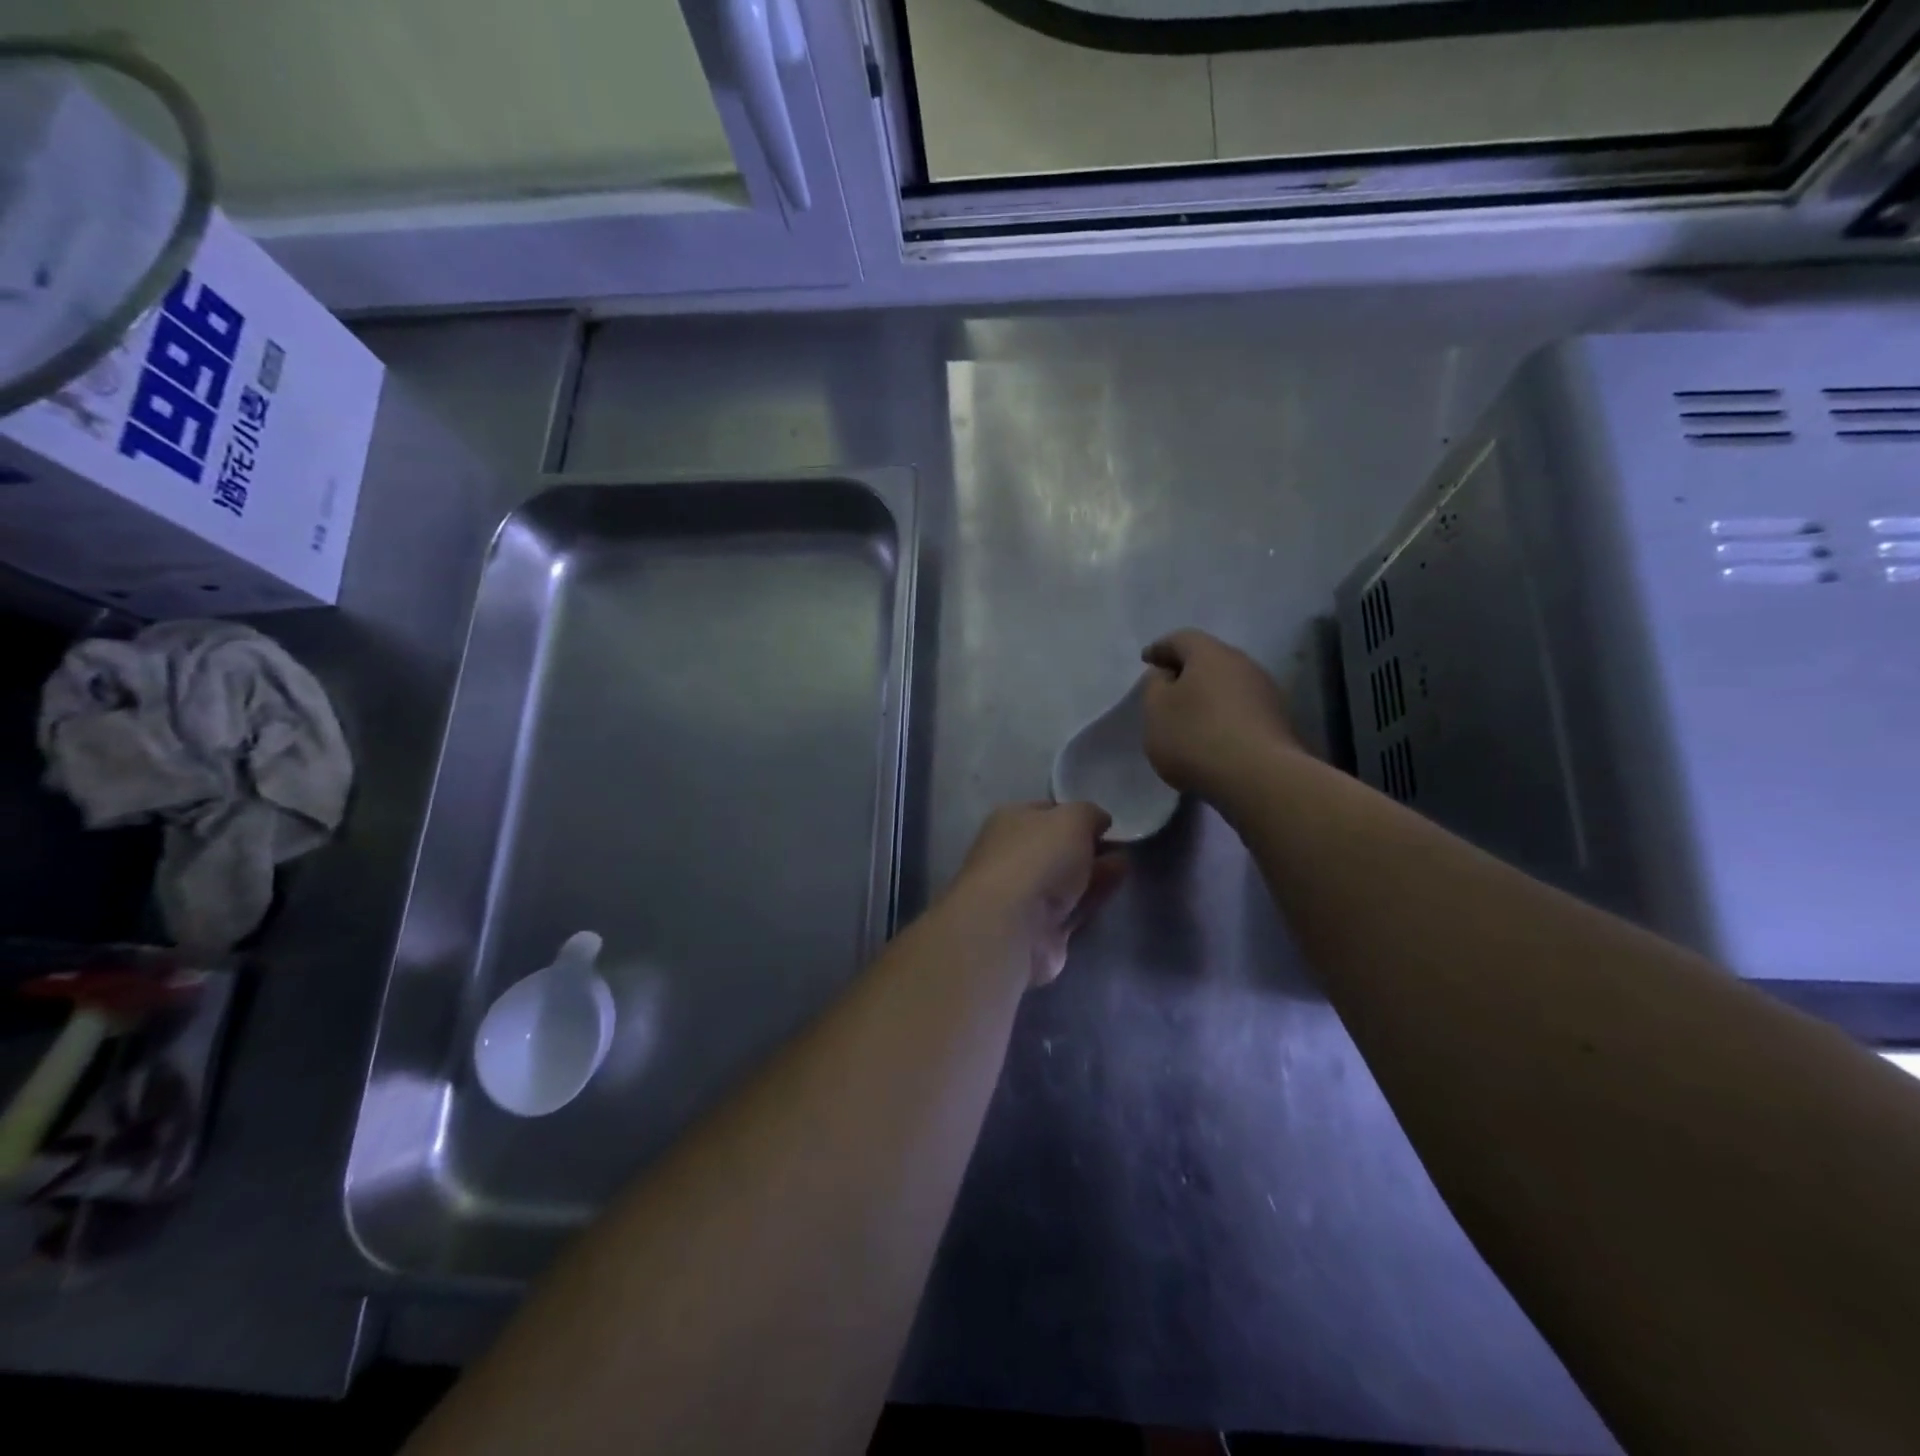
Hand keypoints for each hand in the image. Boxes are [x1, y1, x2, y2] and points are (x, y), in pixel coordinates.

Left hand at [948, 802, 1126, 987]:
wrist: (1013, 926)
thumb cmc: (1038, 858)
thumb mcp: (1072, 818)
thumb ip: (1089, 814)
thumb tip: (1099, 821)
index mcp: (1009, 822)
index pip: (1045, 811)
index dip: (1075, 813)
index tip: (1106, 821)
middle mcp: (1012, 856)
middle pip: (1056, 847)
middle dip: (1087, 845)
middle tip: (1122, 844)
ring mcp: (1025, 895)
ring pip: (1066, 879)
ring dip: (1095, 870)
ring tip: (1127, 862)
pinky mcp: (1041, 929)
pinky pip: (1073, 907)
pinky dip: (1093, 896)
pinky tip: (1117, 886)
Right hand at [1141, 629, 1299, 801]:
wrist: (1259, 777)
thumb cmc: (1196, 737)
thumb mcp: (1156, 710)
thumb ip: (1154, 686)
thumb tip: (1166, 675)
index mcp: (1210, 654)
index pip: (1181, 639)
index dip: (1160, 648)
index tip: (1146, 660)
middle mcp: (1243, 664)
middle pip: (1209, 659)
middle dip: (1187, 670)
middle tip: (1168, 687)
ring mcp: (1266, 692)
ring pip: (1228, 684)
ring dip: (1208, 695)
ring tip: (1190, 715)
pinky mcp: (1278, 721)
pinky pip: (1242, 709)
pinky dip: (1224, 715)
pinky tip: (1213, 736)